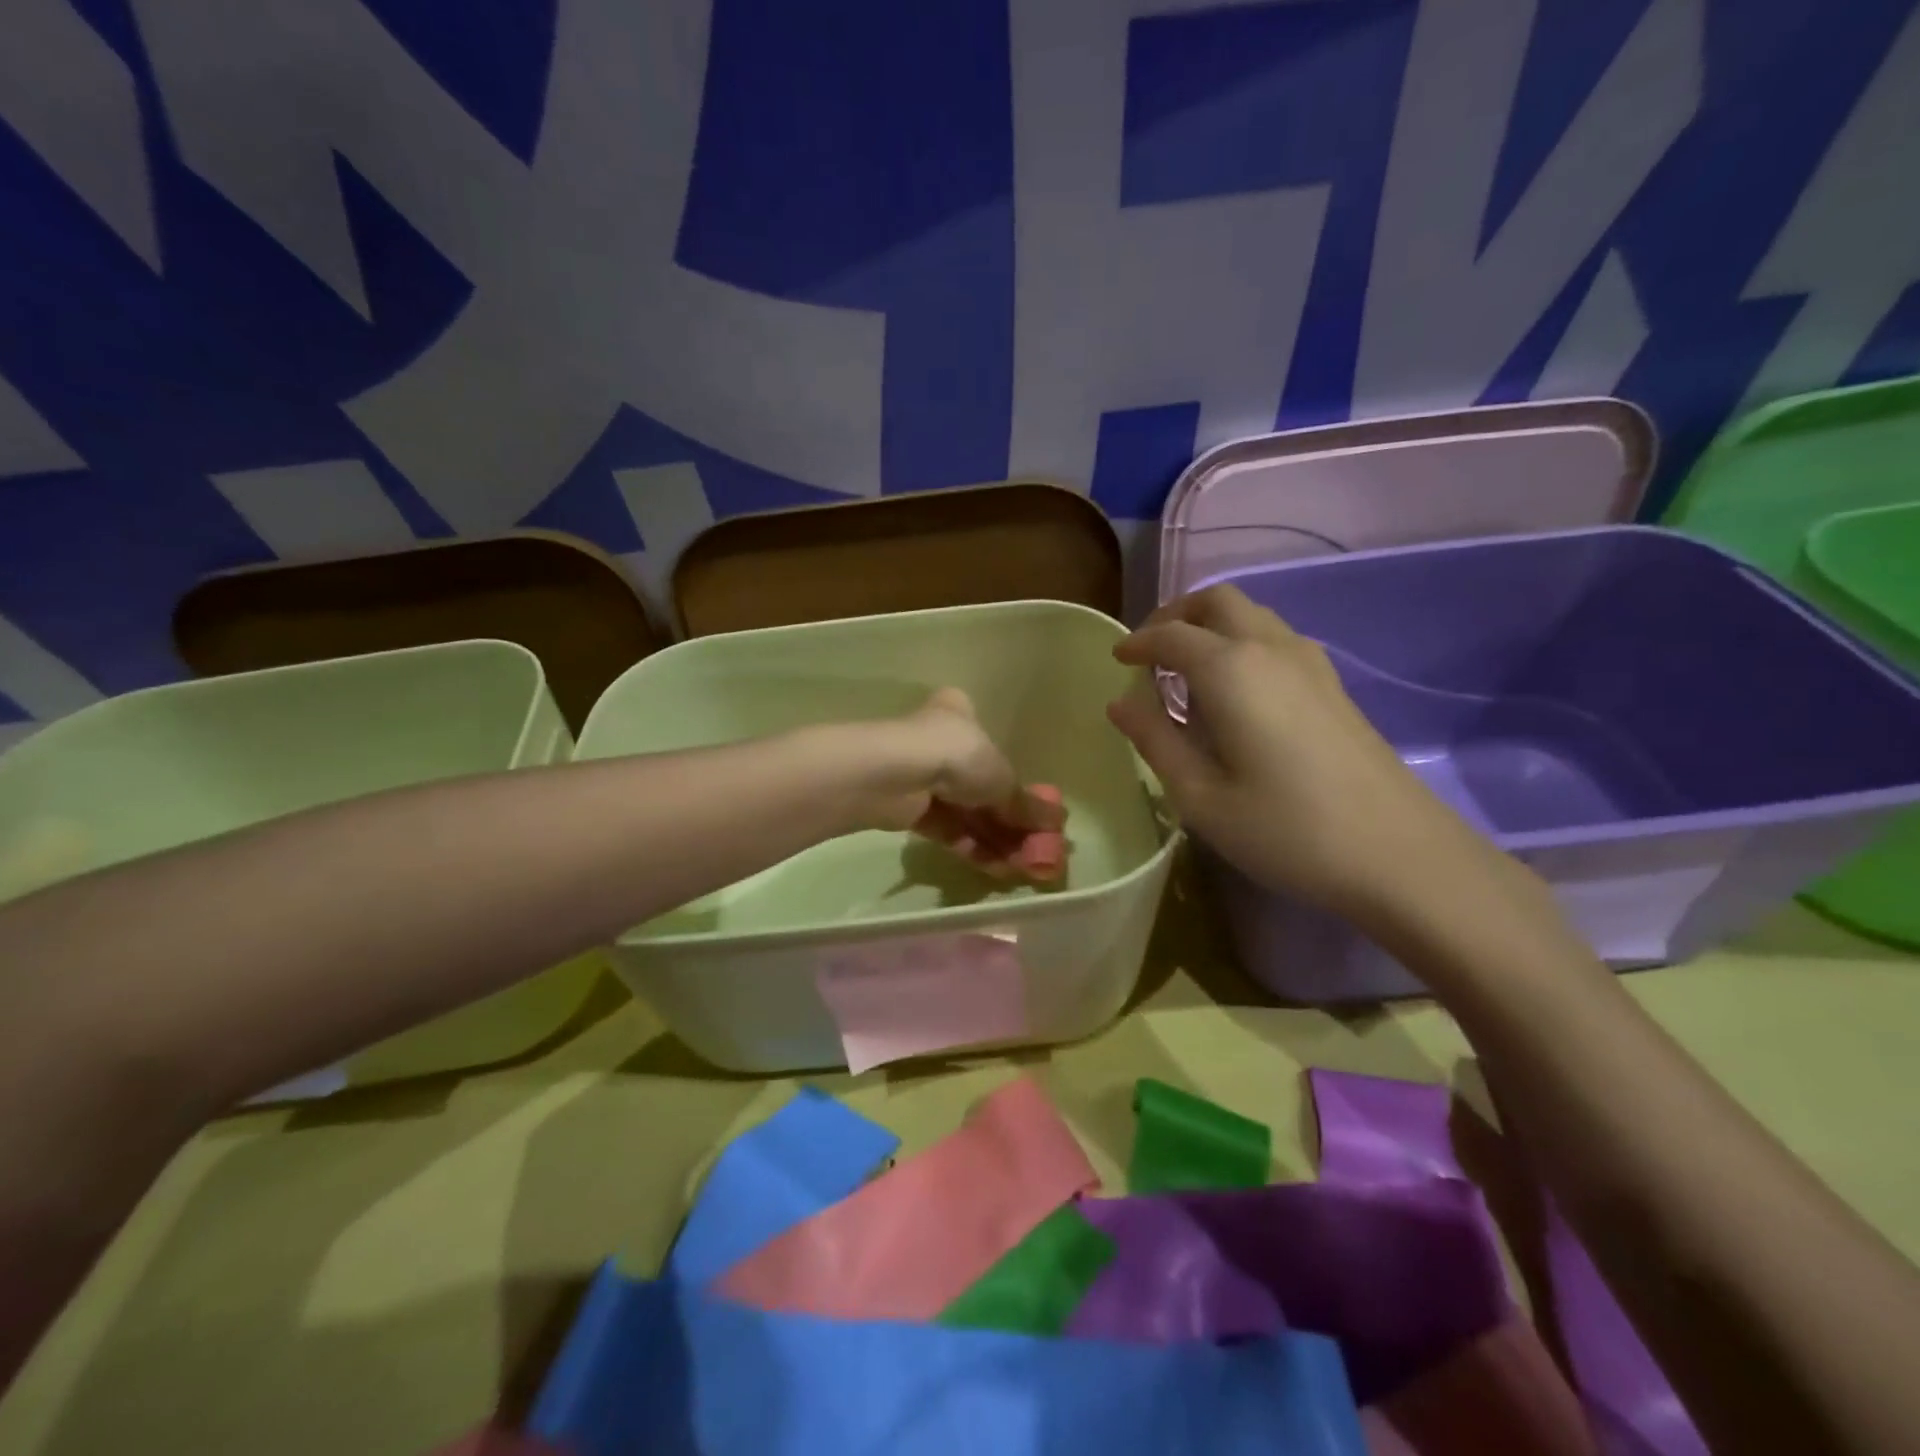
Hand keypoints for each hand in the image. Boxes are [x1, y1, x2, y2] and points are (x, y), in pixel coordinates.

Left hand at [858, 688, 1067, 881]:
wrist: (893, 776)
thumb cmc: (955, 755)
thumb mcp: (1001, 778)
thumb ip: (1025, 804)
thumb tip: (1058, 825)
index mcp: (959, 715)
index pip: (990, 742)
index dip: (1015, 779)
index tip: (1036, 810)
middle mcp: (938, 741)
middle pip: (981, 785)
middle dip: (1009, 820)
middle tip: (1035, 848)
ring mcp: (921, 776)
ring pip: (965, 811)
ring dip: (995, 839)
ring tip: (1022, 867)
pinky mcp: (908, 809)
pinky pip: (948, 829)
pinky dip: (972, 848)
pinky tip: (997, 868)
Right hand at [1107, 586, 1507, 924]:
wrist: (1398, 853)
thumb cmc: (1284, 829)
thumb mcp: (1200, 796)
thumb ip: (1155, 741)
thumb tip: (1120, 703)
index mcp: (1230, 670)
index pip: (1171, 636)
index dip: (1137, 642)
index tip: (1116, 658)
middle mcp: (1270, 648)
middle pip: (1217, 601)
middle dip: (1175, 615)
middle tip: (1150, 651)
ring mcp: (1309, 663)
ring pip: (1252, 614)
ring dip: (1212, 626)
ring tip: (1187, 671)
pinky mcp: (1332, 685)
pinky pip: (1276, 638)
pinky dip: (1241, 642)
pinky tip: (1235, 690)